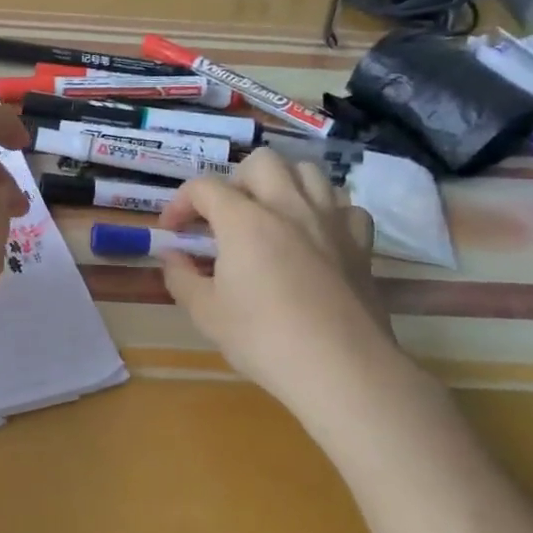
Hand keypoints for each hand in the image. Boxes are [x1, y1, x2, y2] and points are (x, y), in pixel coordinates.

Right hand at [159, 149, 422, 437]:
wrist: (342, 369)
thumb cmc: (264, 340)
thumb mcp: (205, 313)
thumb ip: (180, 277)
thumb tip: (172, 257)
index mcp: (244, 220)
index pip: (204, 187)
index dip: (180, 203)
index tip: (172, 231)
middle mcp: (288, 207)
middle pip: (260, 162)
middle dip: (235, 181)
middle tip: (224, 216)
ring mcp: (330, 221)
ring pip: (308, 172)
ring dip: (283, 184)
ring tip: (269, 214)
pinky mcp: (360, 243)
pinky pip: (345, 206)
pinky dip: (326, 210)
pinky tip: (314, 234)